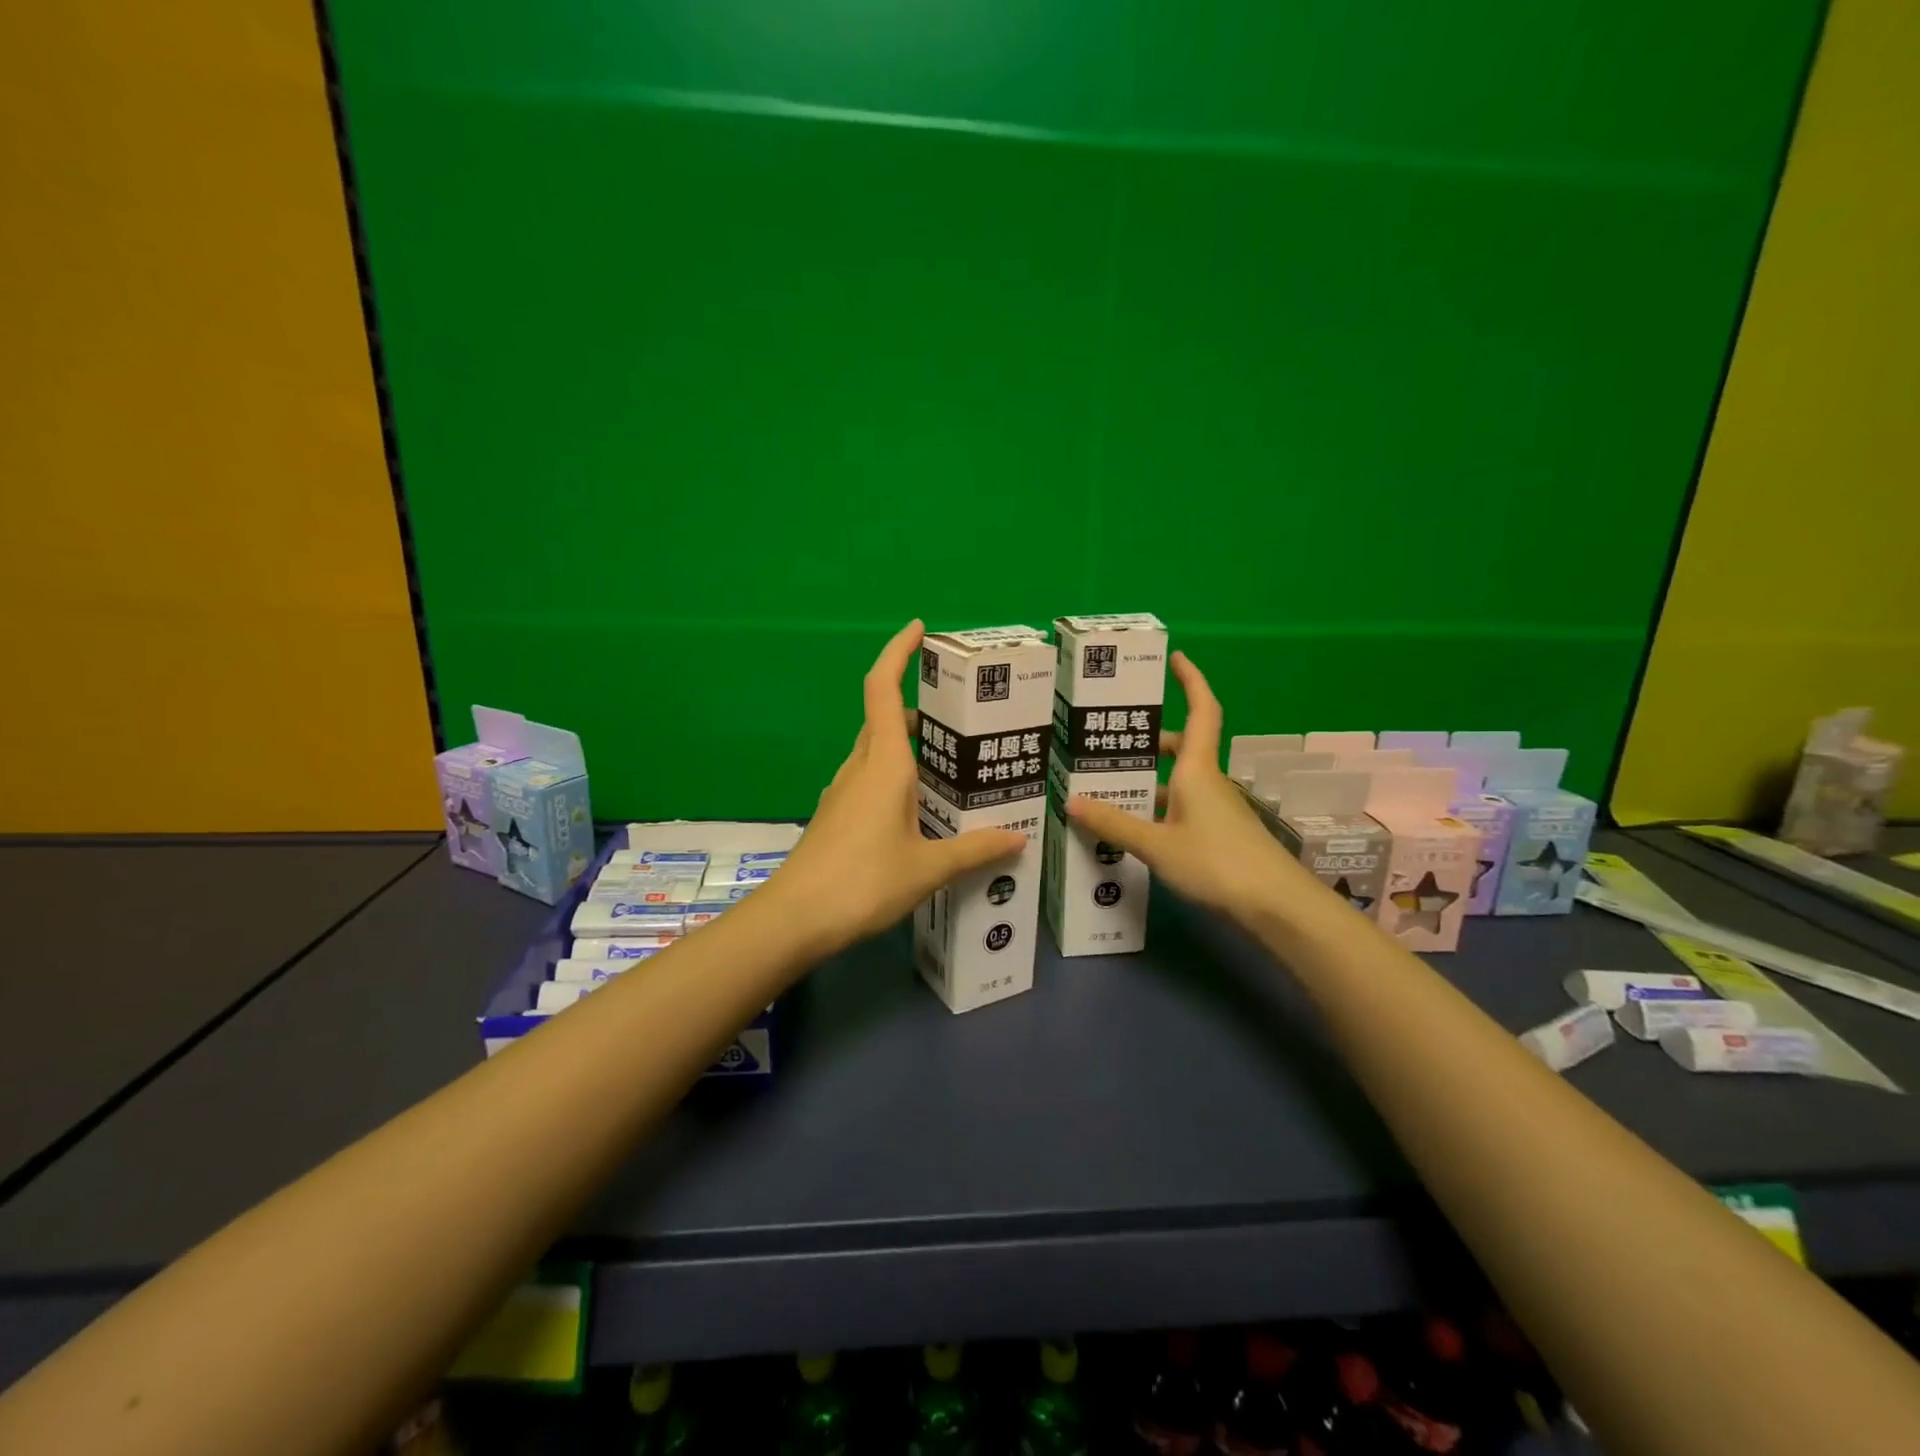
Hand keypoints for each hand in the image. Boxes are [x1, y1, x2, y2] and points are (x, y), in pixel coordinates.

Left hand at [772, 621, 1025, 954]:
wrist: (794, 919)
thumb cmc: (863, 881)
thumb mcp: (928, 868)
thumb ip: (975, 850)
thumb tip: (1019, 839)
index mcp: (883, 763)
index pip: (883, 689)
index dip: (898, 652)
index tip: (918, 629)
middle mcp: (861, 767)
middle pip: (886, 719)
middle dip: (921, 708)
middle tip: (963, 718)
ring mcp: (844, 792)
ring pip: (879, 752)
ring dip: (911, 747)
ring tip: (954, 765)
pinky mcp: (837, 816)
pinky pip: (871, 780)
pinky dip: (898, 777)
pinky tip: (923, 809)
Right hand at [1066, 651, 1319, 927]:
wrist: (1276, 906)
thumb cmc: (1216, 862)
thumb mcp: (1157, 845)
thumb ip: (1115, 824)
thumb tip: (1071, 801)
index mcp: (1197, 769)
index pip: (1200, 711)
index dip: (1191, 681)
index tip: (1176, 658)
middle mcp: (1207, 781)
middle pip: (1179, 748)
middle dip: (1148, 741)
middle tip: (1109, 742)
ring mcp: (1216, 809)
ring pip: (1177, 781)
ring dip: (1148, 780)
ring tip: (1106, 787)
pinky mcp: (1218, 834)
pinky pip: (1181, 808)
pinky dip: (1157, 809)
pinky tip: (1133, 828)